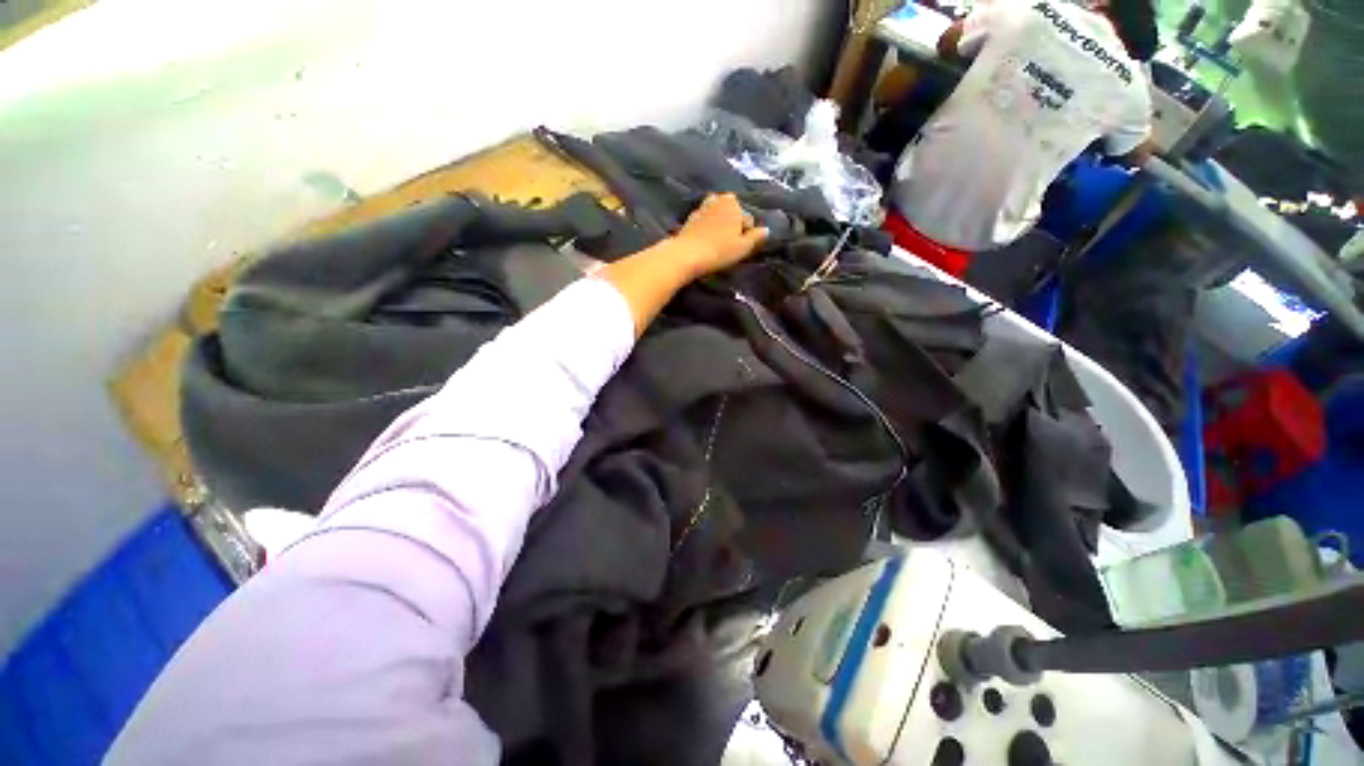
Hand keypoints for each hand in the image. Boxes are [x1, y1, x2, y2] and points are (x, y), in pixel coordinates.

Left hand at [674, 193, 768, 277]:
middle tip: (730, 245)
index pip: (747, 219)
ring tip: (718, 243)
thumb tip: (766, 230)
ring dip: (719, 226)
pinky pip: (704, 223)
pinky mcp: (689, 219)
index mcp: (733, 203)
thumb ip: (756, 237)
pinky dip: (706, 229)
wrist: (687, 254)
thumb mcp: (743, 247)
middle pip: (731, 214)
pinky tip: (705, 243)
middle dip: (732, 225)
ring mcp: (701, 208)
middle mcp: (717, 199)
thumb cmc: (719, 250)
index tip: (740, 248)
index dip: (747, 234)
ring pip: (717, 216)